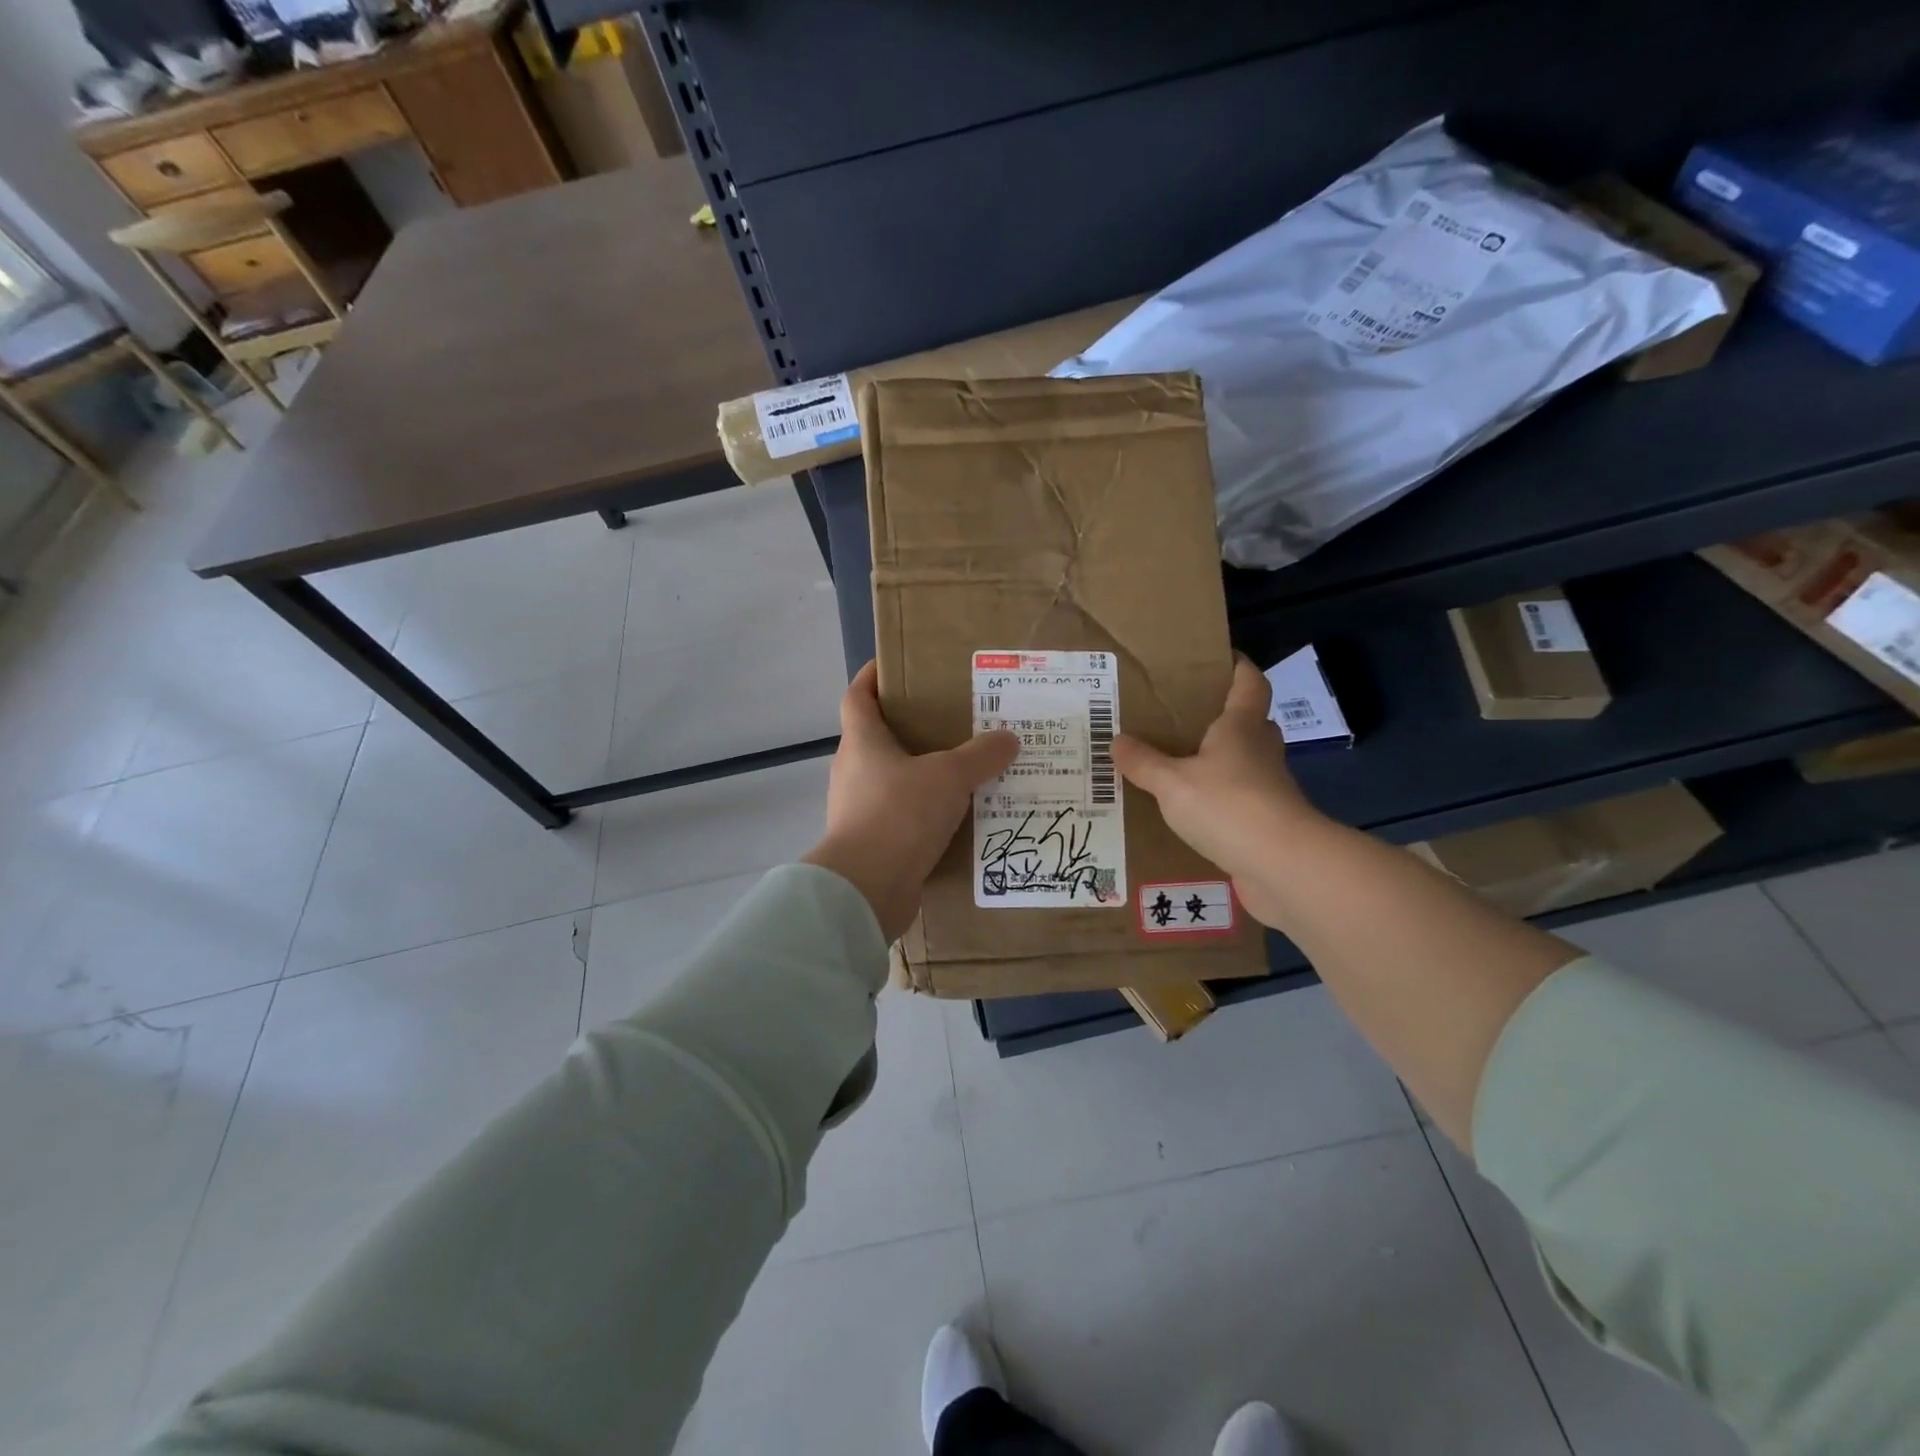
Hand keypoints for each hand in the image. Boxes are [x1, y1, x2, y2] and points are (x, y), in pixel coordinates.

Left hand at [803, 662, 1019, 941]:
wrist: (866, 889)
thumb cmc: (899, 815)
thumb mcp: (948, 777)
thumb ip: (980, 756)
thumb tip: (1008, 738)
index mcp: (862, 742)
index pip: (858, 696)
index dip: (872, 676)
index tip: (895, 666)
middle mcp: (853, 771)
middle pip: (877, 738)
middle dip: (911, 728)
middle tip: (953, 722)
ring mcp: (857, 809)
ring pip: (892, 779)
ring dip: (922, 774)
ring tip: (964, 771)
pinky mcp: (870, 842)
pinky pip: (901, 816)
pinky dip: (924, 812)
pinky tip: (958, 816)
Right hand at [1111, 655, 1317, 925]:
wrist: (1282, 865)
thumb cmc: (1228, 806)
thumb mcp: (1172, 782)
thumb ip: (1144, 762)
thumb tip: (1116, 740)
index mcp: (1241, 727)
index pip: (1250, 682)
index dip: (1239, 667)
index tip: (1220, 658)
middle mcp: (1260, 750)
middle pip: (1249, 722)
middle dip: (1223, 717)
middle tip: (1185, 718)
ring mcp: (1269, 787)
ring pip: (1244, 763)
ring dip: (1219, 761)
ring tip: (1178, 765)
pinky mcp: (1268, 821)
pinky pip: (1240, 800)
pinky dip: (1219, 800)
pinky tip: (1189, 811)